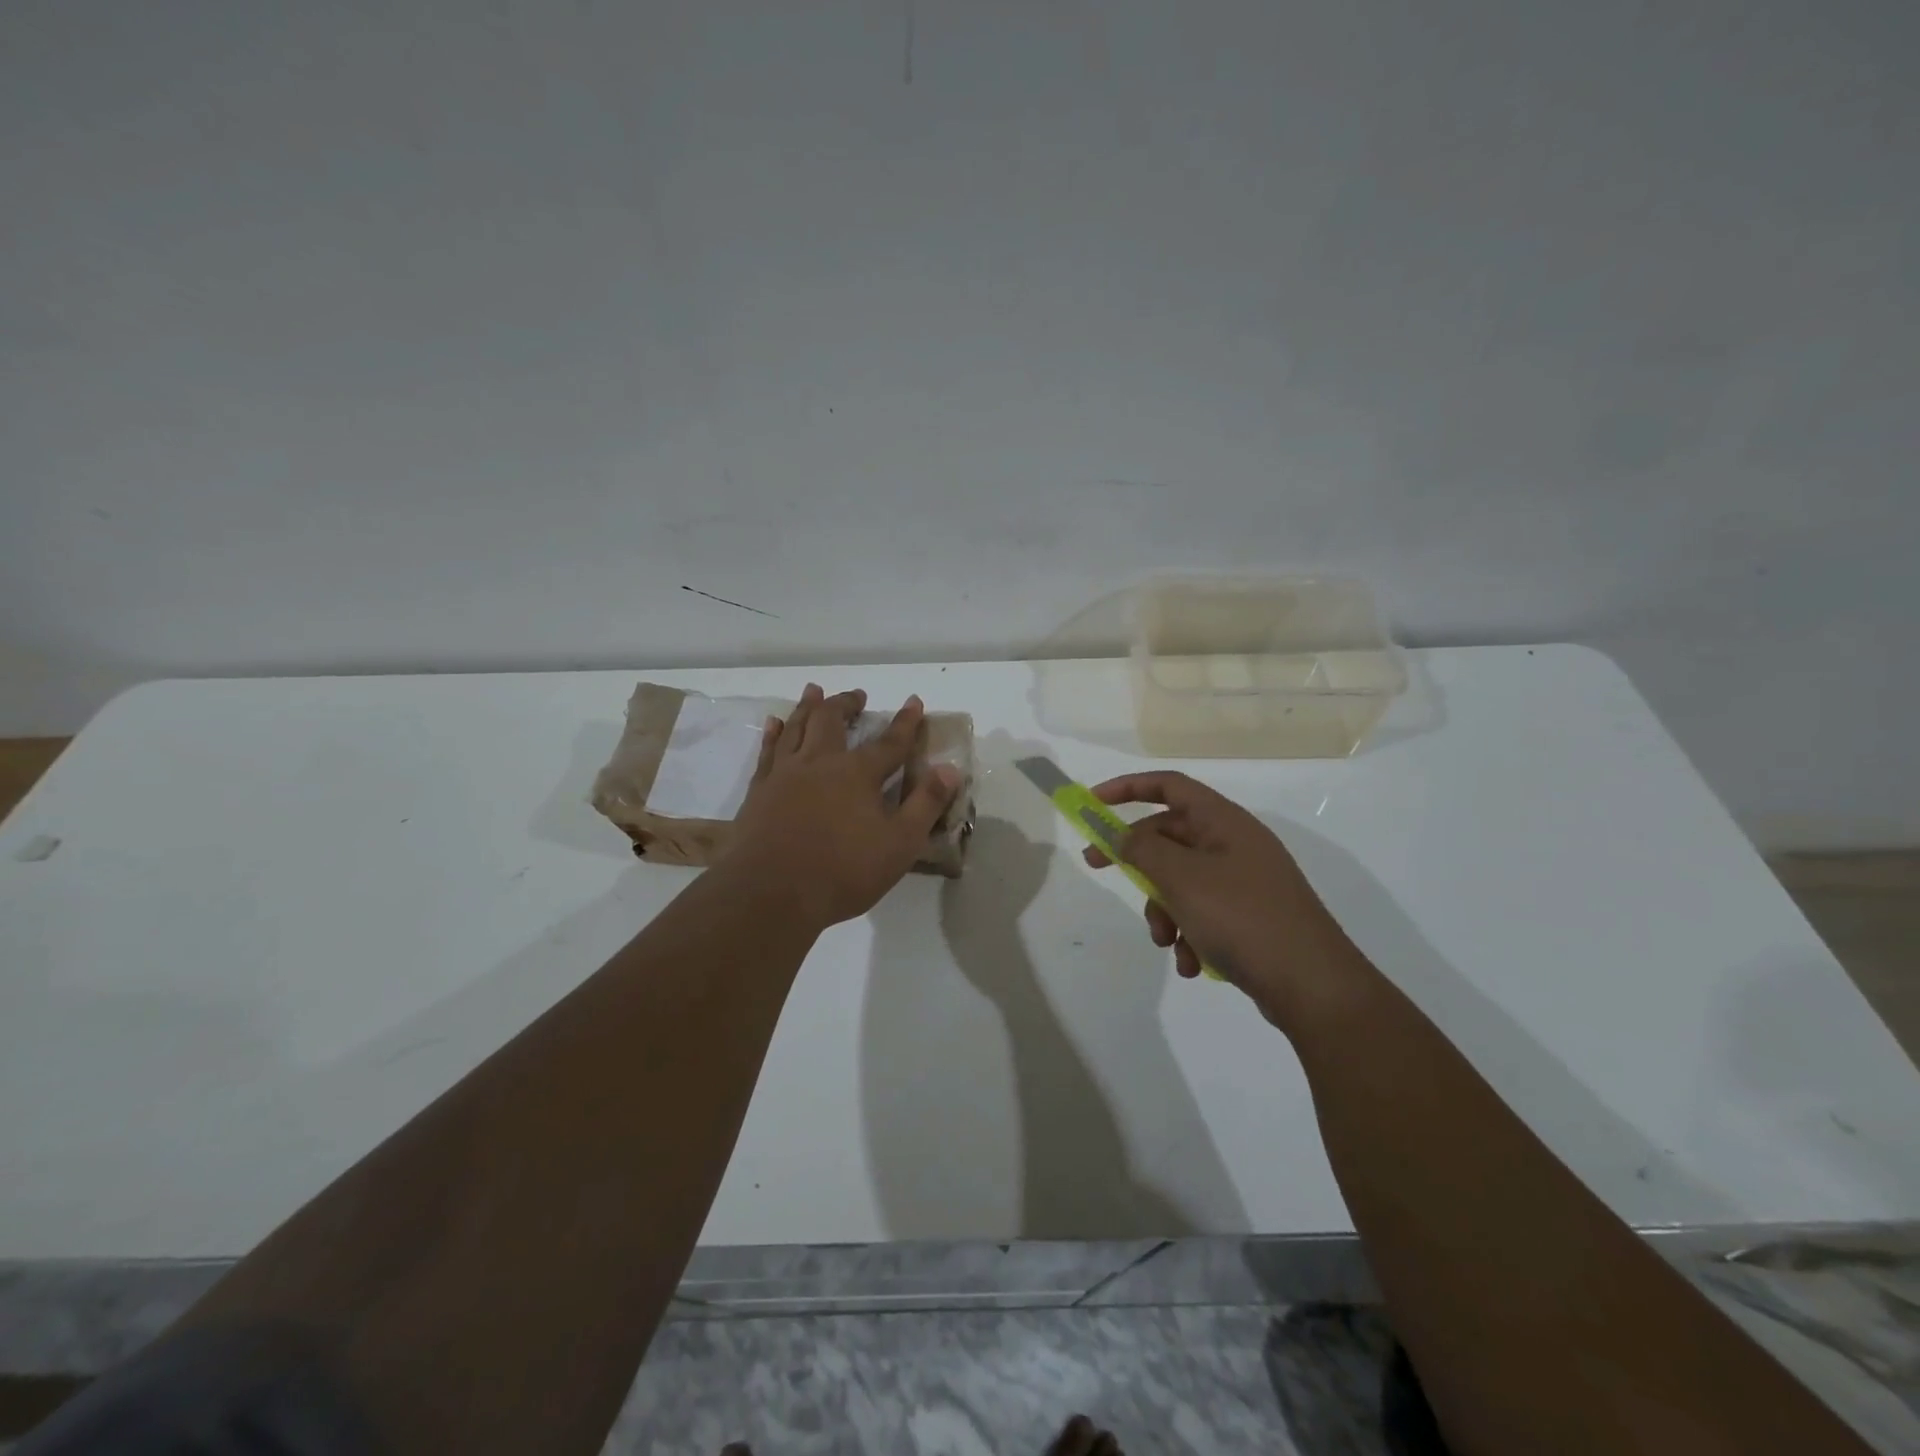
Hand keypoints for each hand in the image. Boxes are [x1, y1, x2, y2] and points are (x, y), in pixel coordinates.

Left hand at [728, 684, 960, 929]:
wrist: (771, 893)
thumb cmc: (842, 872)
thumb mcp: (900, 844)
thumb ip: (926, 804)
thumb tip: (950, 769)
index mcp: (857, 774)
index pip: (889, 742)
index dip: (905, 722)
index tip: (914, 701)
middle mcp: (820, 763)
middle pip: (832, 720)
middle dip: (847, 704)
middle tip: (857, 695)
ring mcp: (785, 774)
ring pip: (797, 727)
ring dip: (808, 706)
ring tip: (814, 691)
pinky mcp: (759, 790)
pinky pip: (767, 751)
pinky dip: (773, 733)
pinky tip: (774, 723)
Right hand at [1081, 771, 1358, 1023]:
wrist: (1314, 986)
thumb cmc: (1243, 919)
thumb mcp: (1181, 879)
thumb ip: (1143, 849)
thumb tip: (1122, 835)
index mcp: (1223, 822)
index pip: (1169, 786)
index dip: (1128, 787)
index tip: (1093, 803)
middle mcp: (1234, 844)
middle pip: (1170, 836)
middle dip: (1138, 862)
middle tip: (1098, 868)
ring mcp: (1244, 881)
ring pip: (1181, 881)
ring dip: (1164, 910)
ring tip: (1167, 941)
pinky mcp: (1249, 917)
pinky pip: (1202, 913)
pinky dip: (1189, 934)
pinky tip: (1193, 964)